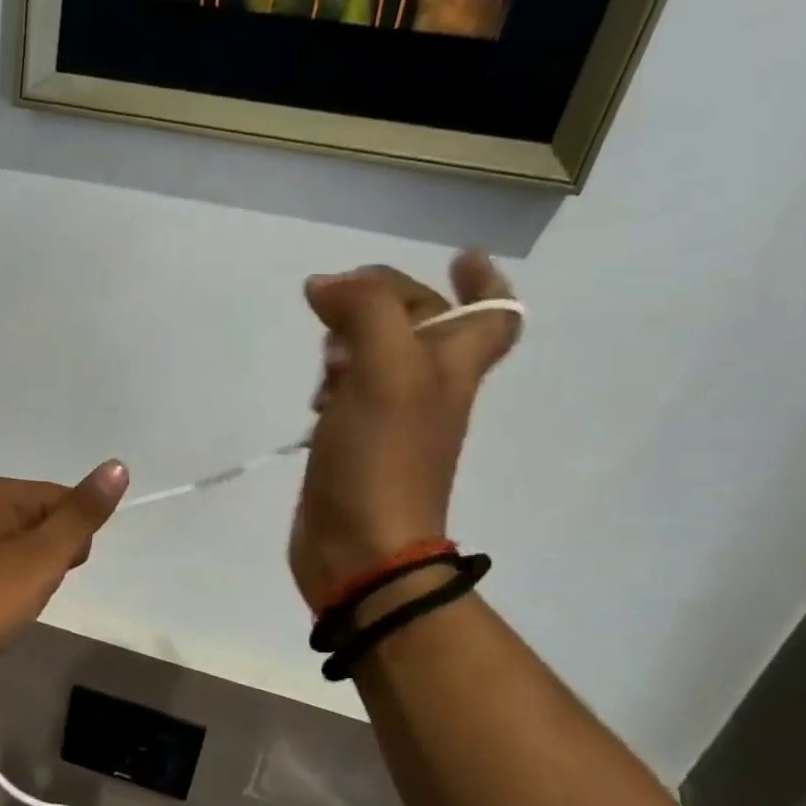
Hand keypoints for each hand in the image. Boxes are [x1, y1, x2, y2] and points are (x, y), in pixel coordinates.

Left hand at [0, 462, 129, 672]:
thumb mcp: (43, 556)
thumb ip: (81, 514)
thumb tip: (117, 465)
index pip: (64, 499)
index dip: (74, 538)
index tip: (59, 570)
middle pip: (45, 519)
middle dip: (53, 556)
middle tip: (33, 587)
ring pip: (27, 543)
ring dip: (34, 571)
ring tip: (16, 599)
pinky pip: (4, 560)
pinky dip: (12, 580)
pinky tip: (2, 602)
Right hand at [289, 252, 519, 612]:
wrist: (360, 550)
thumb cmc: (382, 460)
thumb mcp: (385, 371)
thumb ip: (364, 312)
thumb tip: (326, 285)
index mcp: (451, 367)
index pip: (492, 314)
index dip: (483, 281)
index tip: (457, 256)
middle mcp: (429, 390)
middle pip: (421, 326)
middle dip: (386, 304)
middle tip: (342, 302)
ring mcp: (391, 421)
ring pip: (379, 358)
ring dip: (352, 342)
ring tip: (324, 355)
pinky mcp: (355, 446)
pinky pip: (349, 396)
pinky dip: (333, 383)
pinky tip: (314, 398)